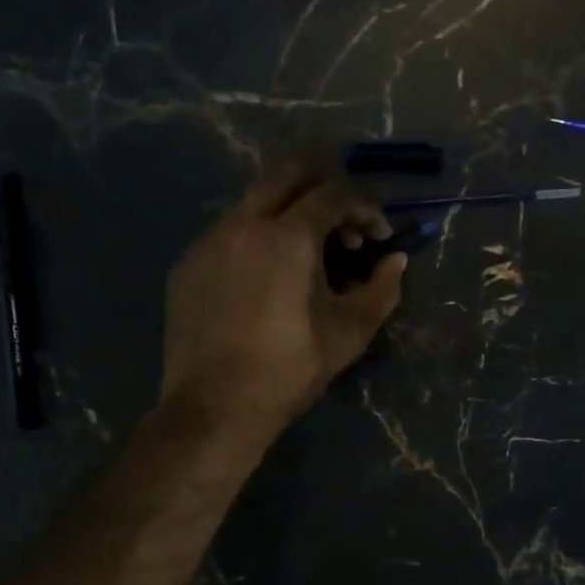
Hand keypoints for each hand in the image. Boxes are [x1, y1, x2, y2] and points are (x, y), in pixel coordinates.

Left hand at [162, 170, 405, 435]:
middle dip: (325, 193)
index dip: (365, 207)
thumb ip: (381, 290)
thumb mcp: (349, 333)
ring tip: (307, 258)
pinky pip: (229, 232)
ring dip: (289, 215)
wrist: (214, 407)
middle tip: (345, 230)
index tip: (380, 235)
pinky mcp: (188, 264)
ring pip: (254, 203)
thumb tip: (396, 261)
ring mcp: (209, 241)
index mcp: (288, 236)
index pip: (334, 193)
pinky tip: (266, 279)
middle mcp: (244, 224)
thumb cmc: (290, 369)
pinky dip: (257, 239)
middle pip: (289, 177)